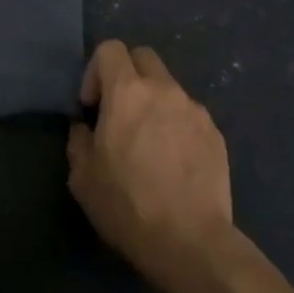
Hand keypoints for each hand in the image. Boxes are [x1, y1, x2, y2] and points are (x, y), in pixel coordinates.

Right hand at [67, 41, 235, 292]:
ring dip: (154, 102)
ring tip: (150, 143)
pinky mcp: (215, 133)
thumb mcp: (83, 178)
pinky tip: (174, 162)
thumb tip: (85, 127)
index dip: (95, 71)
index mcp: (128, 93)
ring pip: (168, 86)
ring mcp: (194, 109)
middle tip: (119, 112)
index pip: (110, 49)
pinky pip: (189, 114)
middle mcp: (164, 89)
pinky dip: (177, 126)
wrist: (192, 243)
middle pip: (143, 56)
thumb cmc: (129, 206)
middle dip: (127, 74)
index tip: (92, 106)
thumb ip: (79, 140)